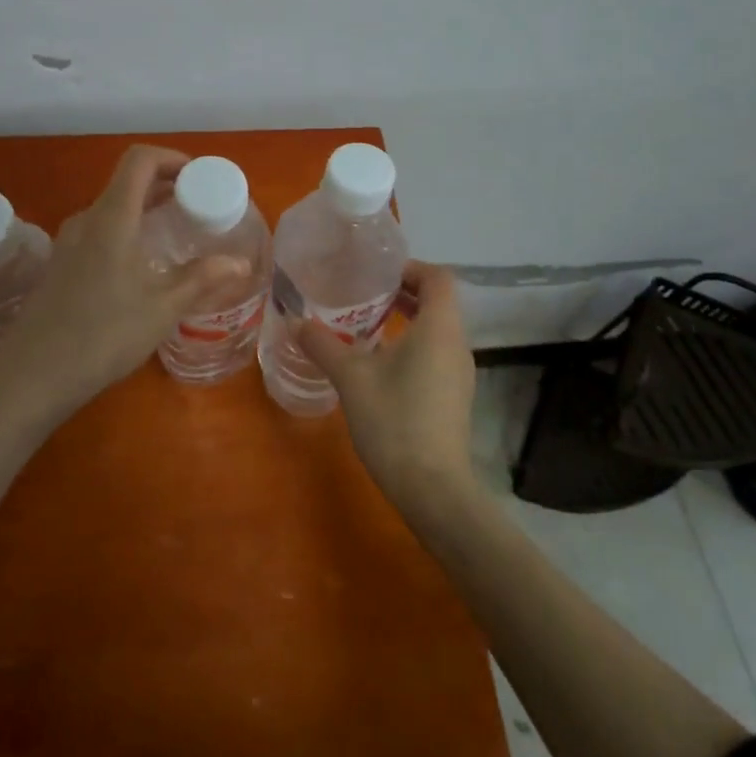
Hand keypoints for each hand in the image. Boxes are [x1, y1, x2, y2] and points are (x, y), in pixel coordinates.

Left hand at [0, 145, 250, 420]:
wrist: (32, 375)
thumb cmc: (103, 336)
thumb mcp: (161, 309)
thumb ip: (202, 279)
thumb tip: (240, 263)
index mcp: (112, 218)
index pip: (140, 160)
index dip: (172, 158)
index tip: (200, 177)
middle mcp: (86, 220)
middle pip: (127, 182)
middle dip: (165, 185)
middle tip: (199, 207)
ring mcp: (68, 242)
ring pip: (112, 209)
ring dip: (145, 210)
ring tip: (176, 234)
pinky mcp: (60, 265)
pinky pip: (99, 231)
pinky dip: (127, 231)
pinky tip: (142, 266)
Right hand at [297, 261, 478, 513]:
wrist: (432, 488)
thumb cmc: (394, 420)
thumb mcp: (350, 378)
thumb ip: (322, 345)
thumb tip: (295, 322)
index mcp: (439, 328)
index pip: (438, 277)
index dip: (411, 268)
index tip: (378, 275)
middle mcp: (457, 344)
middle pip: (439, 302)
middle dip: (404, 293)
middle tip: (365, 296)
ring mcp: (460, 373)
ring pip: (437, 330)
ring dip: (407, 321)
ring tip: (367, 327)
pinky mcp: (455, 397)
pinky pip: (437, 354)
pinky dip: (413, 346)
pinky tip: (380, 366)